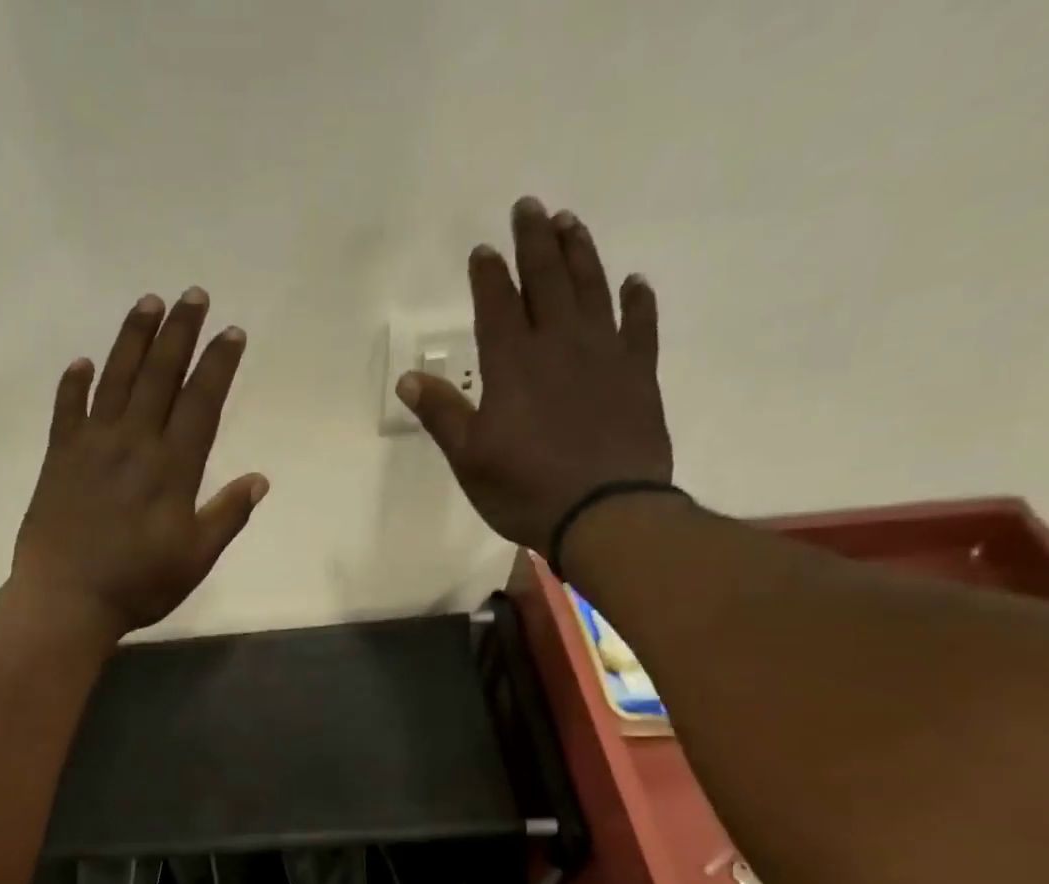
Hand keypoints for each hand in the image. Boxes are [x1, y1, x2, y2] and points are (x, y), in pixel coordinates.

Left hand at [11, 289, 267, 640]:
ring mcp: (91, 446)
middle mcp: (134, 443)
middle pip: (159, 375)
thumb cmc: (138, 585)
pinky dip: (74, 384)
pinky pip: (67, 409)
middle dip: (179, 332)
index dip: (218, 364)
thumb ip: (227, 516)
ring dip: (133, 339)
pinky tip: (81, 363)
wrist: (66, 600)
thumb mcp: (195, 559)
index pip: (201, 402)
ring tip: (148, 304)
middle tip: (193, 295)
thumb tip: (260, 479)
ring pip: (115, 379)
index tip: (231, 331)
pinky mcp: (58, 458)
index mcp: (172, 467)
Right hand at [397, 198, 672, 552]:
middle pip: (547, 280)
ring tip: (569, 223)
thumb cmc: (526, 490)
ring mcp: (605, 354)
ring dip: (579, 253)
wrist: (606, 512)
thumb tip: (408, 379)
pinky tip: (633, 282)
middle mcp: (559, 345)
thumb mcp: (470, 460)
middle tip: (529, 207)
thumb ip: (442, 415)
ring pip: (592, 288)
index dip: (488, 275)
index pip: (497, 305)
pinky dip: (637, 299)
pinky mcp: (639, 374)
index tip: (484, 249)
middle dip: (534, 242)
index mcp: (512, 365)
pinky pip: (641, 324)